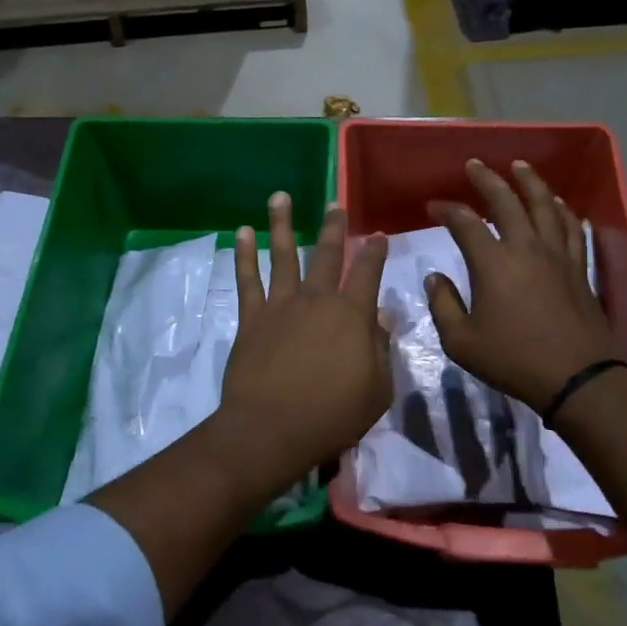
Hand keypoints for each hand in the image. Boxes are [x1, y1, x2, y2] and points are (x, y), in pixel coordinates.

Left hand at [218, 192, 390, 481]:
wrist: (271, 428)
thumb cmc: (332, 415)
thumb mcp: (377, 390)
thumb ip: (382, 349)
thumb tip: (384, 316)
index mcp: (352, 315)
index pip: (368, 273)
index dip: (375, 251)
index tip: (378, 235)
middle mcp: (317, 300)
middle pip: (327, 255)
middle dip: (333, 227)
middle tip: (334, 203)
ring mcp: (281, 304)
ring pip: (283, 255)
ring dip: (283, 224)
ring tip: (280, 196)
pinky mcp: (252, 317)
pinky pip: (247, 279)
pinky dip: (244, 254)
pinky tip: (242, 232)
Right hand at [424, 159, 615, 412]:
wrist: (576, 377)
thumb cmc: (513, 360)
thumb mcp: (461, 341)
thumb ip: (443, 305)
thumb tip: (435, 277)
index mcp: (493, 263)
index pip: (465, 223)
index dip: (446, 210)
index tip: (432, 206)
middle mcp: (526, 248)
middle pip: (507, 202)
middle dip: (487, 179)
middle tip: (474, 165)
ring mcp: (557, 255)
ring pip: (544, 206)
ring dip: (530, 182)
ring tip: (520, 166)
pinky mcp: (578, 267)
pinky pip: (572, 228)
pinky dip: (563, 210)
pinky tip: (558, 203)